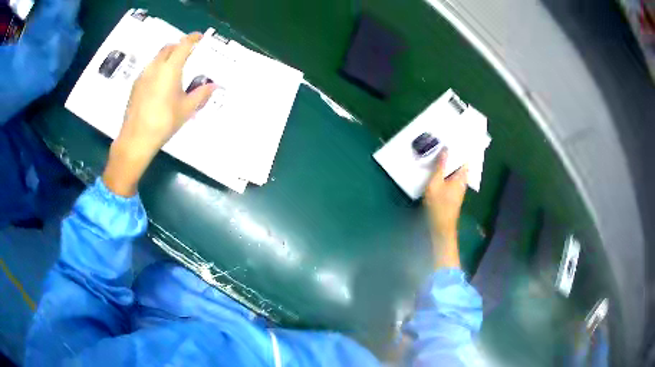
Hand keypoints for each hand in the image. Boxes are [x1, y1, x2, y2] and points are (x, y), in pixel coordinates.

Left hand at [103, 33, 215, 195]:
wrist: (136, 139)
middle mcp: (155, 67)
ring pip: (157, 58)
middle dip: (179, 46)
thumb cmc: (164, 122)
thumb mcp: (187, 109)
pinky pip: (149, 68)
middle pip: (168, 48)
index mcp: (170, 69)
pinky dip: (158, 68)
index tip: (200, 37)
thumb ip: (201, 94)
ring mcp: (142, 76)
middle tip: (188, 54)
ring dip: (167, 57)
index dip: (193, 38)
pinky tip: (160, 83)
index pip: (183, 45)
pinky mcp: (135, 85)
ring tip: (175, 69)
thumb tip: (215, 86)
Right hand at [424, 149, 467, 267]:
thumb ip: (440, 167)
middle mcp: (462, 182)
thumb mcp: (435, 183)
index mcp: (461, 177)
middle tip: (447, 141)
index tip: (458, 137)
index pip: (466, 159)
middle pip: (461, 164)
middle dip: (456, 154)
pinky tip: (438, 168)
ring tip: (441, 151)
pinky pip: (451, 177)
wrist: (440, 227)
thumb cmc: (438, 205)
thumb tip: (446, 149)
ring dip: (451, 162)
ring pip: (456, 171)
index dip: (464, 148)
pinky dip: (447, 171)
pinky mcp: (453, 194)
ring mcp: (458, 188)